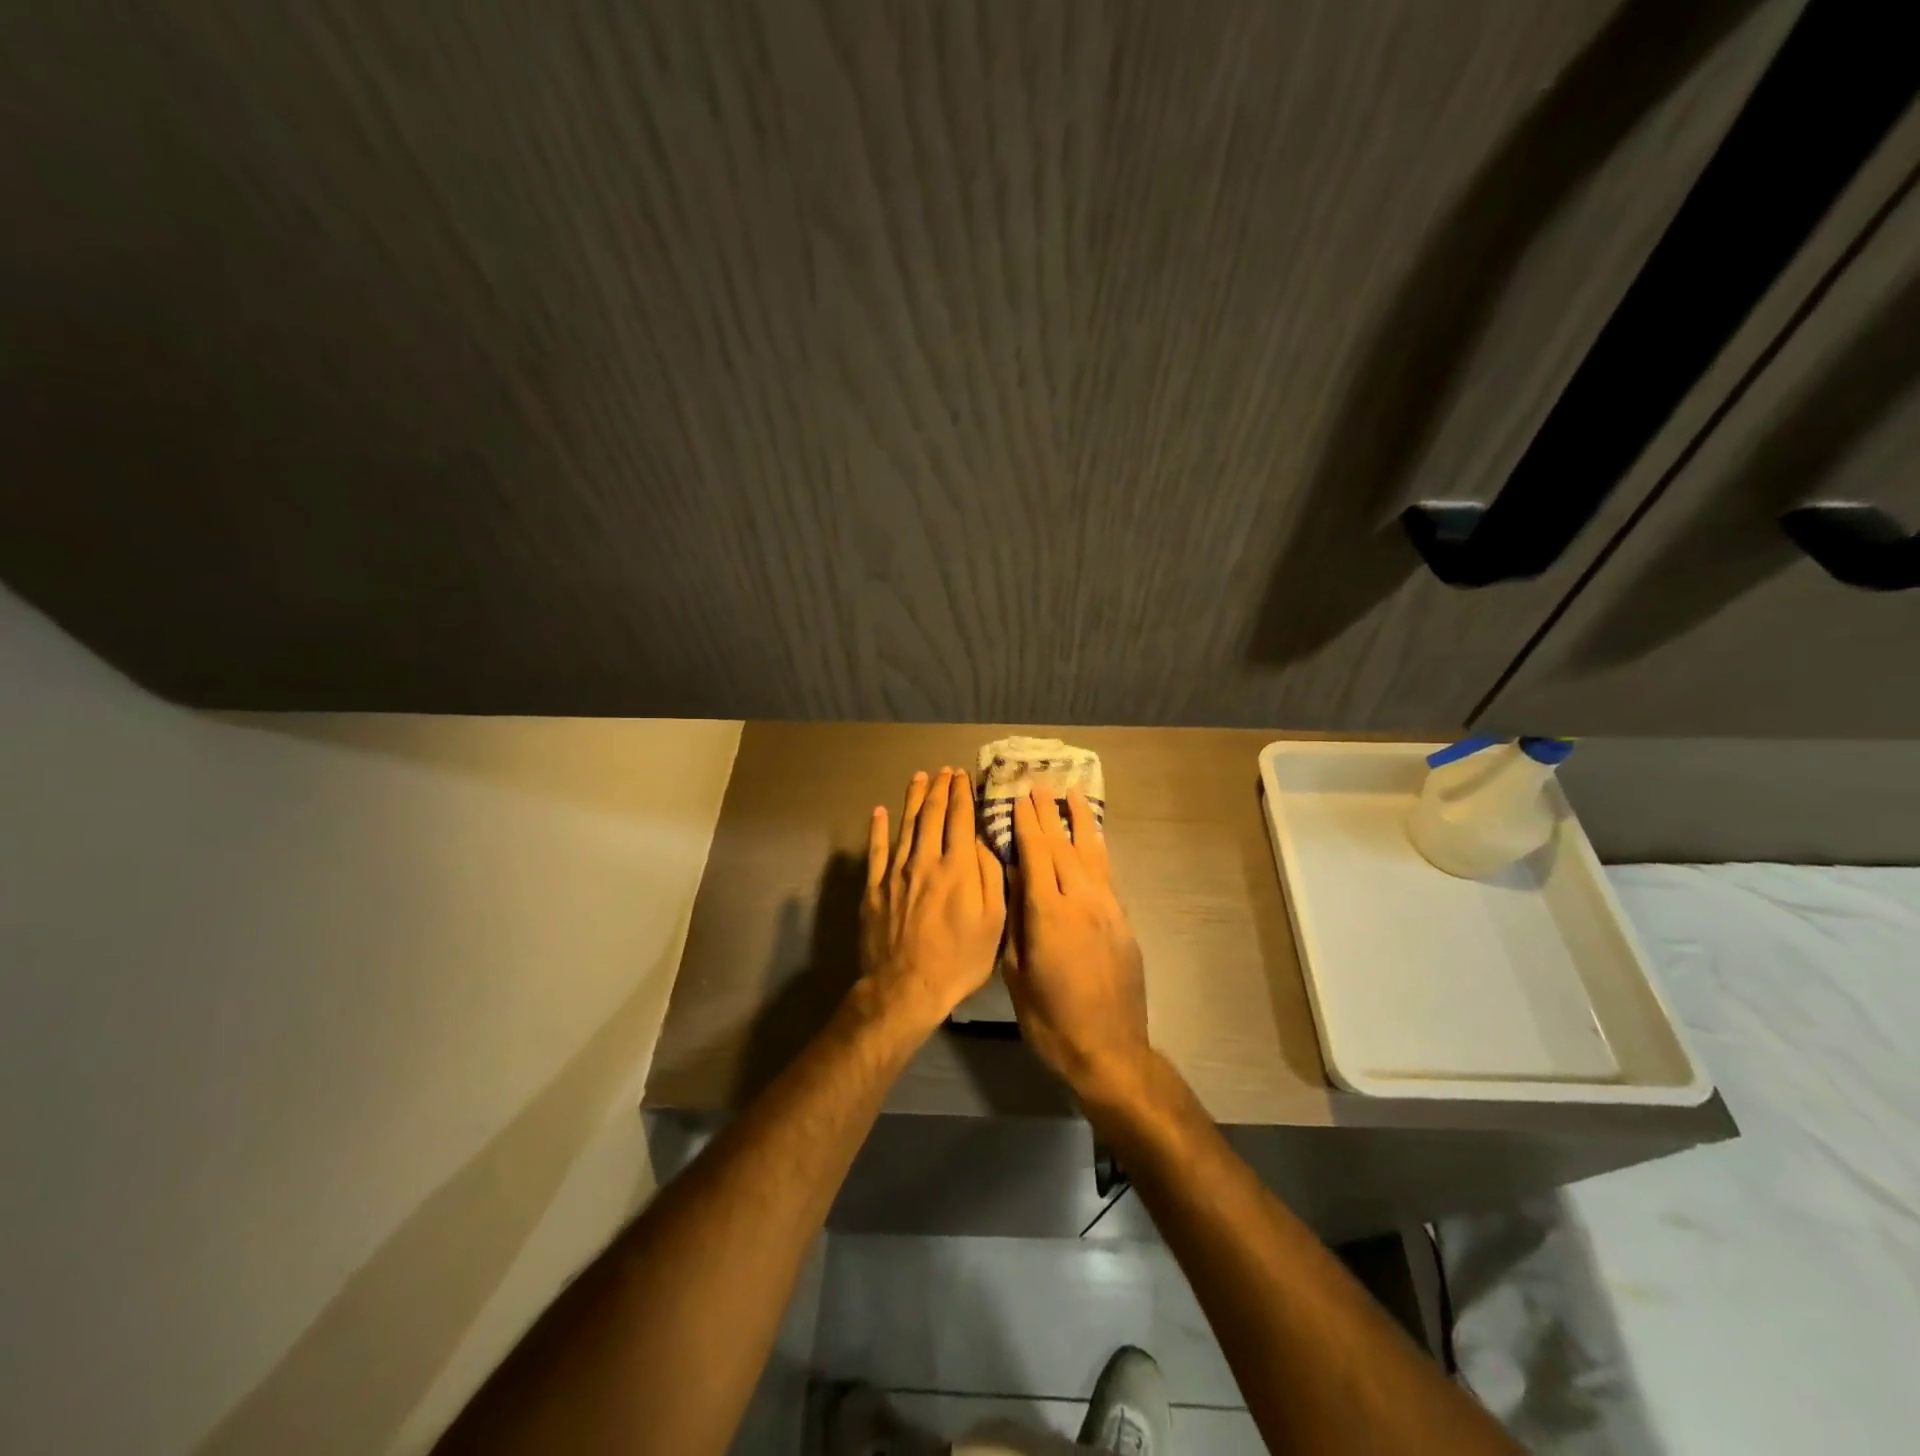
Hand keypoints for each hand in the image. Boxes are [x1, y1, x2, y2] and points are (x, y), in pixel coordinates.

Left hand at [858, 768, 1007, 1032]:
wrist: (906, 987)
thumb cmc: (959, 960)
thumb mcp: (993, 923)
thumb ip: (990, 877)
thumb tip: (983, 843)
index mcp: (958, 867)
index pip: (960, 819)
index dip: (962, 794)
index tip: (963, 776)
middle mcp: (925, 860)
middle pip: (932, 815)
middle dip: (940, 789)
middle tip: (944, 771)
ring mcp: (896, 872)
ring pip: (906, 825)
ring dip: (913, 798)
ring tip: (919, 778)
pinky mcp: (874, 887)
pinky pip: (876, 851)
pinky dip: (878, 829)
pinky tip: (879, 812)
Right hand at [1006, 788, 1151, 1099]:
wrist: (1109, 1050)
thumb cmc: (1051, 1020)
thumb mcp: (1017, 975)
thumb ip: (1016, 923)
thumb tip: (1012, 881)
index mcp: (1049, 915)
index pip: (1035, 856)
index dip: (1026, 824)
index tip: (1017, 797)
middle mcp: (1081, 902)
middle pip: (1063, 847)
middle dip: (1049, 813)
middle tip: (1038, 784)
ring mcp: (1107, 909)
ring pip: (1091, 853)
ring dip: (1079, 821)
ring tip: (1071, 793)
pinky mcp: (1123, 921)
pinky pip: (1106, 873)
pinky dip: (1096, 848)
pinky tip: (1091, 838)